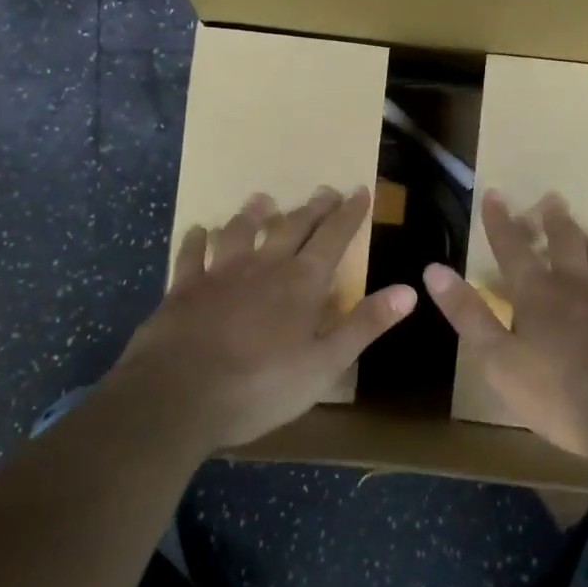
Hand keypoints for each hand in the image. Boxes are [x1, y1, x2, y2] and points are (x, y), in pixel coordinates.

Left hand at [113, 186, 416, 450]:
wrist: (177, 396)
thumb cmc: (260, 386)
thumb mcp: (324, 364)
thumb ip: (364, 324)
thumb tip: (409, 291)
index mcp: (301, 283)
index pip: (333, 238)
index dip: (349, 214)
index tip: (360, 190)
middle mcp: (264, 266)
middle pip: (292, 227)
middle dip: (312, 208)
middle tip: (324, 190)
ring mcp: (220, 274)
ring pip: (240, 231)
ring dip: (254, 213)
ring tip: (263, 198)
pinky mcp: (183, 289)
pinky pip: (190, 255)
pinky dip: (196, 240)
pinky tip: (197, 230)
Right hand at [425, 192, 587, 466]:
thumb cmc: (559, 394)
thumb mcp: (498, 361)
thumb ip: (468, 314)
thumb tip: (433, 270)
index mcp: (539, 293)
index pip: (512, 247)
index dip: (499, 221)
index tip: (494, 193)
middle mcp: (578, 287)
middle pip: (565, 242)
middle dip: (554, 220)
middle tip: (552, 198)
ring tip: (584, 231)